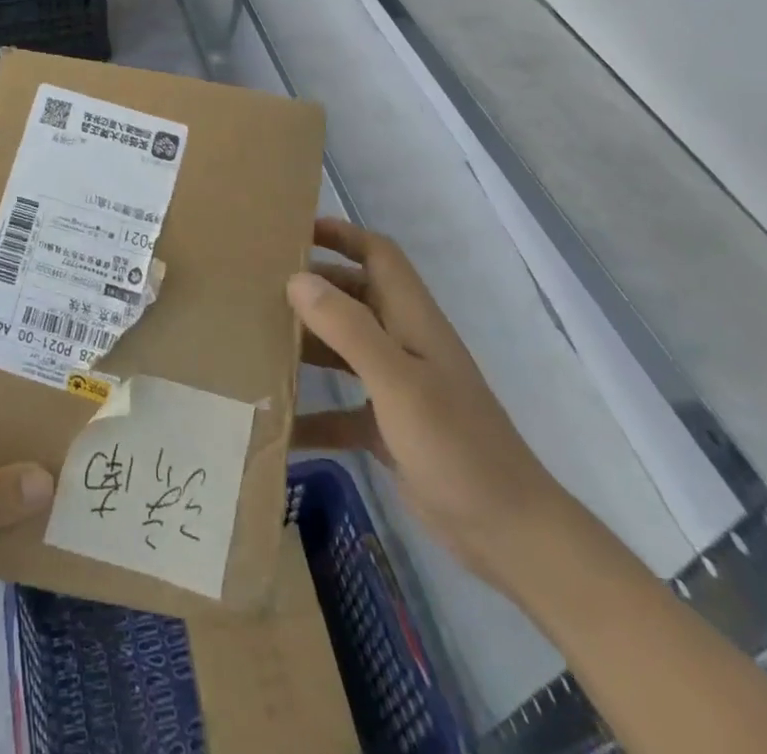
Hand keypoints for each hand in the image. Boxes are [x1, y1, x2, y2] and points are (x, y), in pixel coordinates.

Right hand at [290, 218, 569, 589]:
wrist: (510, 536)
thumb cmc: (456, 446)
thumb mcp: (398, 382)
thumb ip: (348, 329)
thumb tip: (297, 279)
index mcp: (413, 320)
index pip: (378, 255)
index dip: (342, 234)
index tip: (293, 231)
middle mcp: (404, 344)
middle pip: (354, 298)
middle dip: (312, 288)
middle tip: (258, 288)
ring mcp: (398, 388)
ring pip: (343, 349)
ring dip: (307, 344)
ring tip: (256, 342)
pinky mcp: (389, 429)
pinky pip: (341, 409)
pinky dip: (314, 413)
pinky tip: (279, 424)